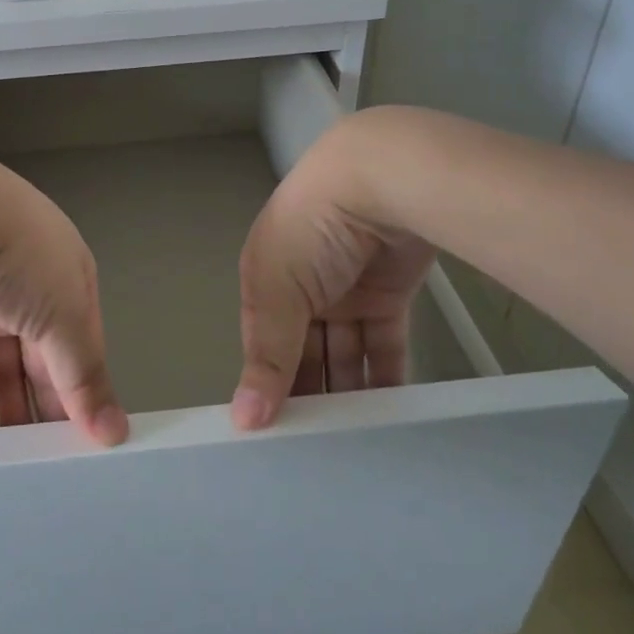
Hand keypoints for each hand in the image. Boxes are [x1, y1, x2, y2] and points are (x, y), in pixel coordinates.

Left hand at [0, 152, 127, 445]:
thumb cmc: (23, 257)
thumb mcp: (68, 313)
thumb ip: (86, 374)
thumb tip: (115, 432)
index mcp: (70, 276)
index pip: (83, 343)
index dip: (85, 390)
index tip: (86, 443)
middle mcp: (31, 286)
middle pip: (43, 358)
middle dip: (46, 405)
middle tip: (48, 466)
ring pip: (2, 366)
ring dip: (8, 411)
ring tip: (12, 467)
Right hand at [233, 114, 436, 428]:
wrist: (382, 178)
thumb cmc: (311, 229)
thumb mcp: (275, 288)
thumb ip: (267, 354)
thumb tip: (245, 420)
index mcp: (265, 279)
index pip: (264, 343)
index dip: (268, 385)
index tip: (275, 438)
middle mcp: (303, 287)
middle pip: (304, 352)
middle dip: (309, 394)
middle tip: (317, 455)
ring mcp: (348, 291)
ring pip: (344, 353)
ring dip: (347, 393)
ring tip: (354, 448)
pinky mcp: (389, 296)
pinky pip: (383, 346)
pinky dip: (384, 378)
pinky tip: (385, 419)